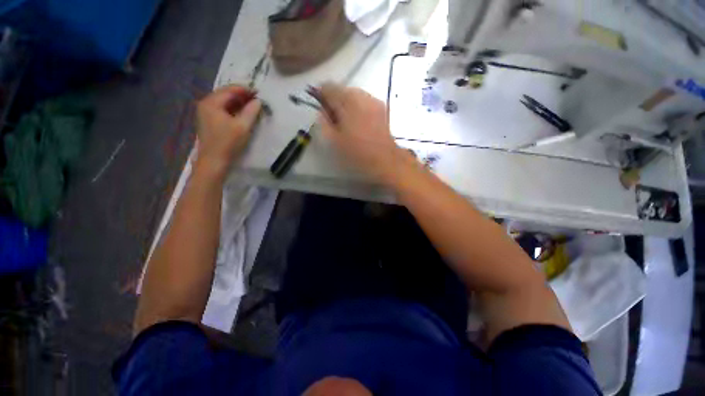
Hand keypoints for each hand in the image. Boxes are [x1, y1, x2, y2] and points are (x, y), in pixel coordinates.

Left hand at [194, 85, 261, 179]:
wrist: (214, 161)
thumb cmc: (228, 143)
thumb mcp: (243, 126)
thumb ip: (251, 111)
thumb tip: (258, 101)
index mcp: (211, 102)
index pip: (230, 90)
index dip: (245, 90)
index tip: (259, 93)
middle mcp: (206, 104)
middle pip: (226, 94)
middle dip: (242, 96)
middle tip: (256, 100)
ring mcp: (205, 112)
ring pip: (224, 102)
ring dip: (238, 103)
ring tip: (252, 106)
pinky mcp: (208, 120)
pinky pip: (222, 109)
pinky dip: (233, 109)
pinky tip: (242, 114)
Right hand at [318, 83, 411, 183]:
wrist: (385, 158)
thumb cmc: (357, 152)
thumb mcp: (334, 140)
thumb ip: (323, 122)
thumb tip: (321, 111)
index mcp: (346, 102)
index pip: (328, 87)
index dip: (320, 94)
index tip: (319, 106)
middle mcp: (360, 95)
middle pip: (342, 89)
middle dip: (334, 100)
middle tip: (333, 118)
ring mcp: (373, 100)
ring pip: (354, 94)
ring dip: (346, 103)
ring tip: (347, 121)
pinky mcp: (381, 106)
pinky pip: (364, 100)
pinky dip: (358, 106)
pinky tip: (359, 121)